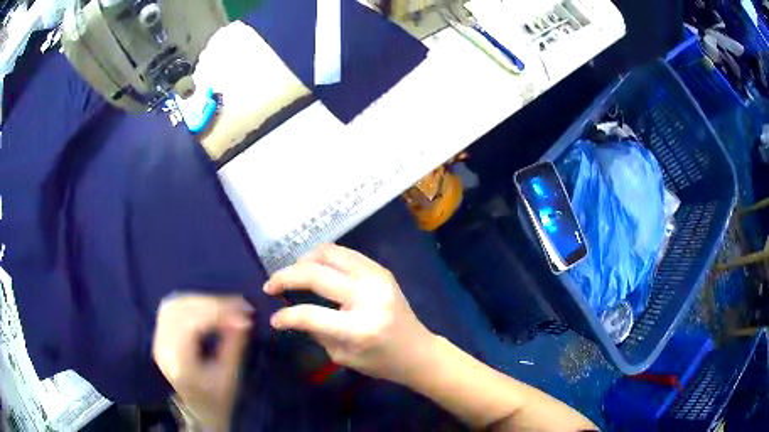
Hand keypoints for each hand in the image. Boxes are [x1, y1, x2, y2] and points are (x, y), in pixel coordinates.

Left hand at [152, 295, 252, 430]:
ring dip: (201, 300)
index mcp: (179, 361)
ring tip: (225, 304)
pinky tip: (205, 305)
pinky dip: (189, 302)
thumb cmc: (216, 399)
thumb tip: (244, 319)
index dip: (218, 313)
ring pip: (174, 304)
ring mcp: (158, 339)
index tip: (245, 313)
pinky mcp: (160, 335)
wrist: (198, 411)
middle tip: (239, 305)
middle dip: (213, 303)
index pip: (192, 324)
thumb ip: (234, 346)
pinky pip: (170, 308)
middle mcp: (163, 346)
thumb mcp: (230, 377)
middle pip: (182, 310)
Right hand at [263, 244, 435, 385]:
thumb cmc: (381, 362)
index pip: (311, 314)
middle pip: (316, 274)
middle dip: (285, 276)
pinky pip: (345, 253)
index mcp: (360, 327)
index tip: (273, 319)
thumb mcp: (343, 356)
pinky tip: (313, 268)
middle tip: (270, 285)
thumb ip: (316, 331)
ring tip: (291, 273)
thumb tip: (292, 312)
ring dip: (303, 260)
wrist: (418, 350)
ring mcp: (377, 277)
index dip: (286, 316)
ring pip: (329, 253)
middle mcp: (369, 295)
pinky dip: (323, 257)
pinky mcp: (381, 270)